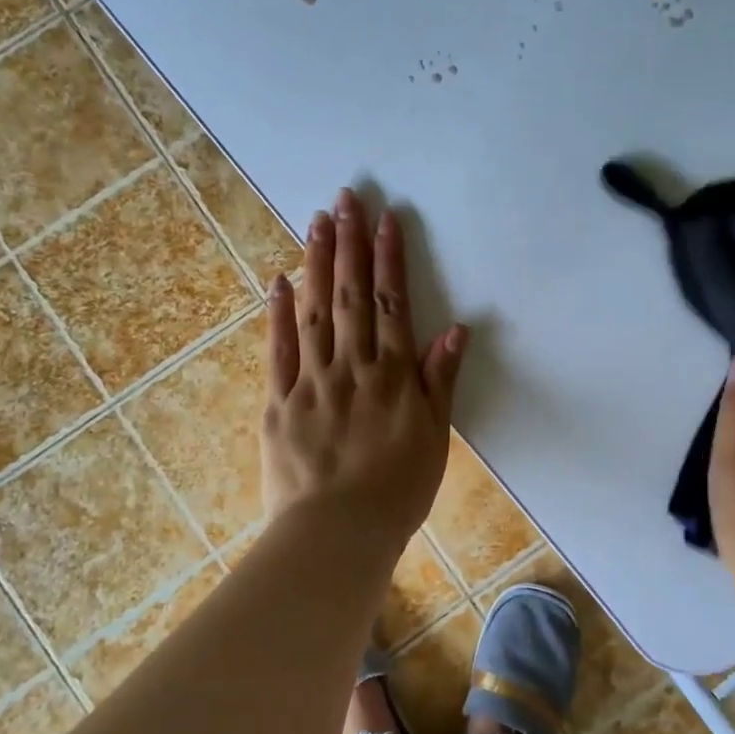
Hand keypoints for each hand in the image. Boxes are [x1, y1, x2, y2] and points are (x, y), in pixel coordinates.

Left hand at [261, 188, 466, 547]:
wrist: (338, 534)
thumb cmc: (397, 490)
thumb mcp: (434, 437)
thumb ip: (441, 380)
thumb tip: (455, 328)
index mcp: (393, 375)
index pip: (392, 303)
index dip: (390, 258)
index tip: (387, 218)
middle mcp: (352, 366)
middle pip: (351, 295)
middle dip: (350, 244)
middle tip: (345, 199)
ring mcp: (311, 381)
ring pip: (315, 312)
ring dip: (316, 264)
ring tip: (315, 222)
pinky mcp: (279, 403)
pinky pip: (278, 351)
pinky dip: (278, 314)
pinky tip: (278, 280)